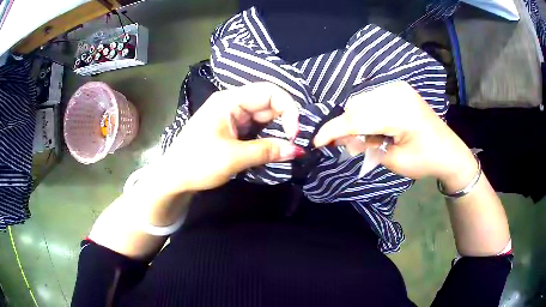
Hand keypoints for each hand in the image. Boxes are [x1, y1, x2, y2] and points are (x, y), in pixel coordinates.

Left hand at [147, 82, 302, 193]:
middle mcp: (232, 103)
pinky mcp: (232, 129)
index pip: (269, 92)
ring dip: (278, 130)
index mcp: (229, 100)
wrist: (174, 178)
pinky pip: (257, 128)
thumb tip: (297, 150)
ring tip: (289, 146)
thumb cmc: (197, 163)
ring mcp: (232, 116)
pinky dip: (268, 137)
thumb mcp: (233, 157)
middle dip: (286, 121)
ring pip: (264, 117)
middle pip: (269, 103)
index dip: (288, 109)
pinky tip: (276, 147)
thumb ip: (267, 151)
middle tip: (296, 143)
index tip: (296, 133)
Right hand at [313, 81, 476, 189]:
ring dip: (356, 119)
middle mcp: (397, 92)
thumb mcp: (394, 161)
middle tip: (345, 144)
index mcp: (400, 112)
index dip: (334, 130)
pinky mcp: (400, 89)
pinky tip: (374, 126)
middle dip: (346, 125)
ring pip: (363, 100)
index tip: (316, 142)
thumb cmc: (425, 161)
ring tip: (364, 138)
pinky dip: (367, 112)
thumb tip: (341, 141)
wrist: (449, 151)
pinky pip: (373, 98)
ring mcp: (399, 88)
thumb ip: (366, 148)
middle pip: (357, 105)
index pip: (357, 118)